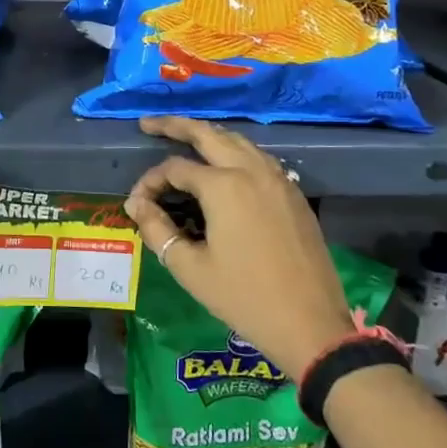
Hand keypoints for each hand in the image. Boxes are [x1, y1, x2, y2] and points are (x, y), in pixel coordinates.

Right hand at [123, 117, 355, 373]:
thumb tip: (136, 204)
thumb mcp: (190, 267)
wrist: (310, 324)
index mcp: (223, 186)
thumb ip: (157, 229)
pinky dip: (235, 151)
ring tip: (185, 138)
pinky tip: (224, 165)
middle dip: (176, 125)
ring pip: (238, 141)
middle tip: (149, 123)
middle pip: (208, 134)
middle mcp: (251, 171)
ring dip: (208, 135)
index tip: (137, 204)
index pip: (174, 168)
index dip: (150, 182)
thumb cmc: (243, 297)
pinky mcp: (293, 194)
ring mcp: (278, 179)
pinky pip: (259, 158)